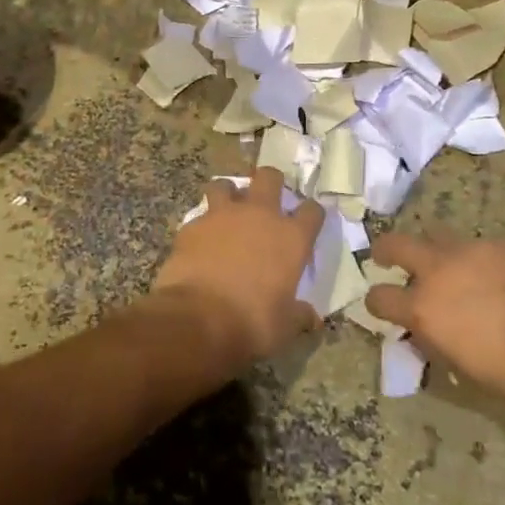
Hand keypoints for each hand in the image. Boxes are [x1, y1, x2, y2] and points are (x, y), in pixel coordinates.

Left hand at [147, 168, 321, 369]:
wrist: (198, 319)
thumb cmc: (252, 323)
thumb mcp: (285, 326)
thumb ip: (299, 315)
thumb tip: (311, 318)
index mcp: (291, 238)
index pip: (312, 211)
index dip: (312, 213)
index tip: (309, 220)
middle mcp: (260, 216)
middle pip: (269, 178)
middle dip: (270, 182)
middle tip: (267, 196)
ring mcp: (223, 216)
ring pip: (226, 184)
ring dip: (228, 193)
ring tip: (226, 209)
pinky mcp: (193, 225)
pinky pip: (200, 216)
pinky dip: (202, 225)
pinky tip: (200, 241)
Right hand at [365, 235, 504, 404]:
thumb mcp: (461, 365)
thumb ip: (434, 340)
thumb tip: (424, 331)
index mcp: (423, 307)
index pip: (379, 297)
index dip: (375, 302)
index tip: (379, 305)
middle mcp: (438, 270)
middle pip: (396, 244)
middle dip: (385, 250)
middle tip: (384, 257)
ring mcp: (470, 250)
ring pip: (437, 236)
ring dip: (433, 250)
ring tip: (446, 266)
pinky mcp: (500, 244)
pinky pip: (476, 246)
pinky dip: (474, 258)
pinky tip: (493, 275)